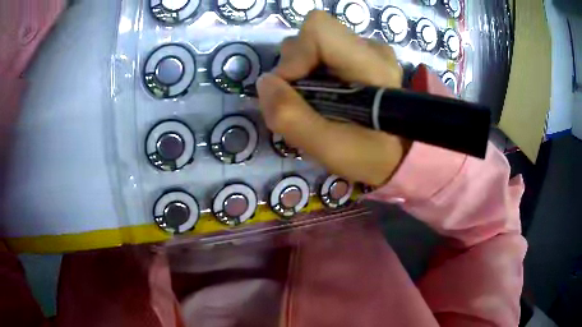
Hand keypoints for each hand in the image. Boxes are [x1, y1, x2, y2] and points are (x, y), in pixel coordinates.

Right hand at [257, 11, 409, 185]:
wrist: (400, 156)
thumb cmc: (373, 157)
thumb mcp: (330, 148)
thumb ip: (292, 117)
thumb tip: (265, 83)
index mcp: (371, 65)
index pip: (318, 29)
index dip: (294, 56)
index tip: (291, 90)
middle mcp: (371, 48)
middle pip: (312, 36)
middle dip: (295, 68)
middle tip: (303, 103)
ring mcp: (368, 51)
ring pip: (314, 44)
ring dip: (302, 73)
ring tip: (314, 103)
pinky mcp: (362, 57)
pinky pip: (323, 53)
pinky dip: (312, 74)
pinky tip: (324, 97)